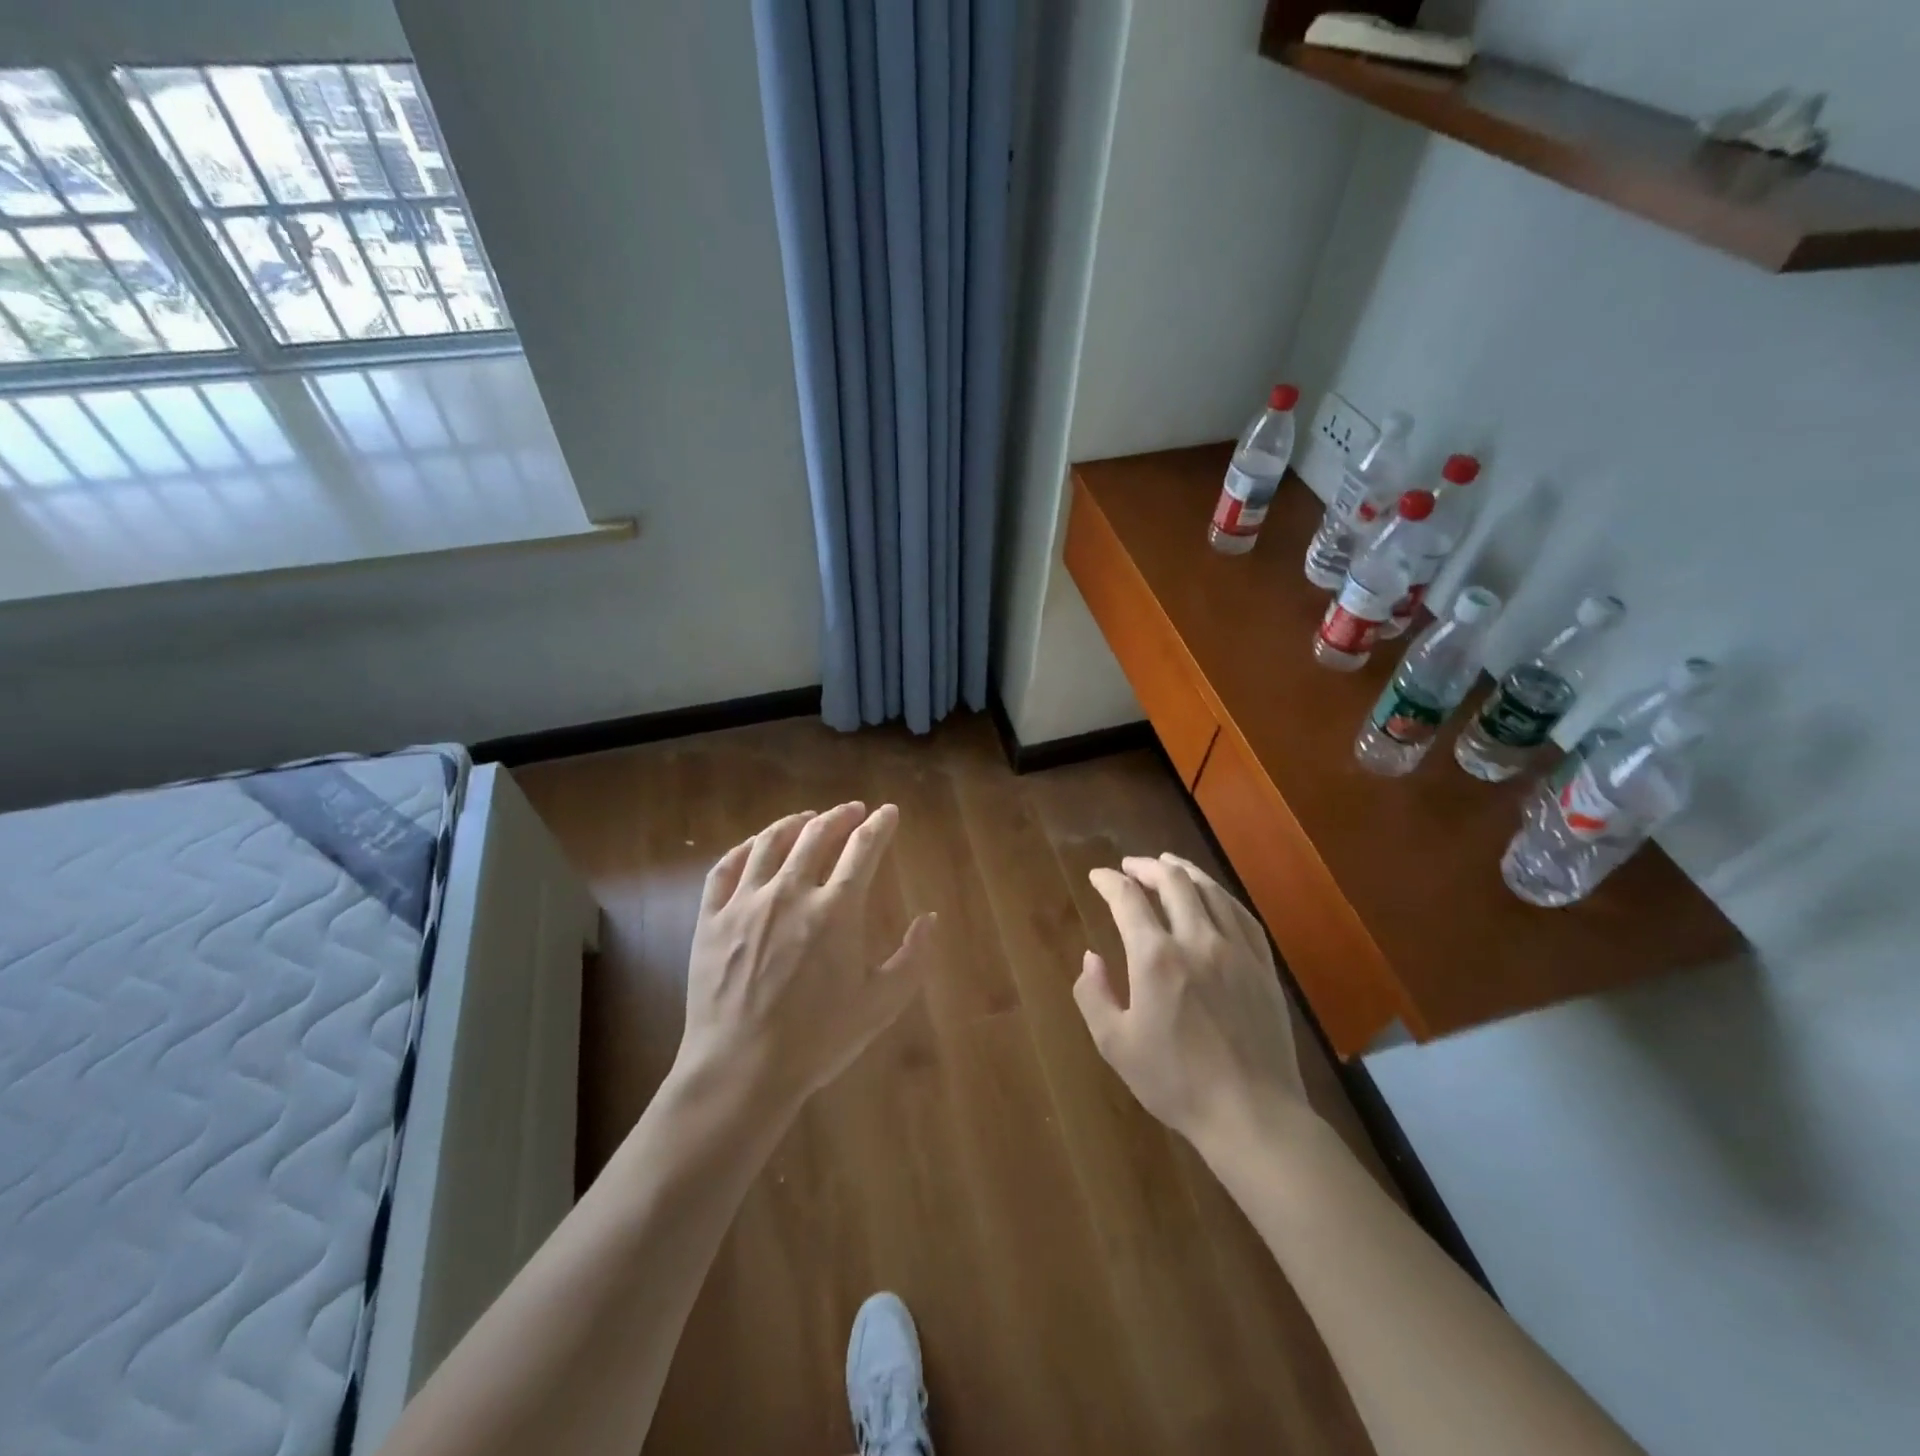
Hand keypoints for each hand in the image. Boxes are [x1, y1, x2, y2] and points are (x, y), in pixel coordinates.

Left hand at [674, 802, 934, 1116]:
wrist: (741, 1070)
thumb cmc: (818, 1040)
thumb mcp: (881, 1004)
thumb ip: (912, 958)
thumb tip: (930, 919)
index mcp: (836, 909)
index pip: (863, 848)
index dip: (880, 825)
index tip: (888, 812)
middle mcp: (791, 892)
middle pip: (817, 834)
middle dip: (840, 815)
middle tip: (852, 810)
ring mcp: (745, 903)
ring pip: (770, 843)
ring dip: (794, 823)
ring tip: (807, 818)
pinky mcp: (711, 919)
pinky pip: (725, 868)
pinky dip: (744, 848)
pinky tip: (754, 846)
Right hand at [1075, 853, 1305, 1151]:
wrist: (1252, 1113)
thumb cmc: (1176, 1081)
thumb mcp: (1115, 1044)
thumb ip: (1093, 995)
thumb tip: (1090, 957)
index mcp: (1156, 957)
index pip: (1128, 899)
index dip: (1109, 881)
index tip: (1097, 876)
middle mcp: (1197, 939)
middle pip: (1172, 882)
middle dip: (1146, 867)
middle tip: (1130, 866)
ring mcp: (1236, 949)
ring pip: (1209, 891)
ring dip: (1184, 871)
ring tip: (1168, 865)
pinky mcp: (1263, 966)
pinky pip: (1241, 914)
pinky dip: (1220, 895)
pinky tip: (1214, 896)